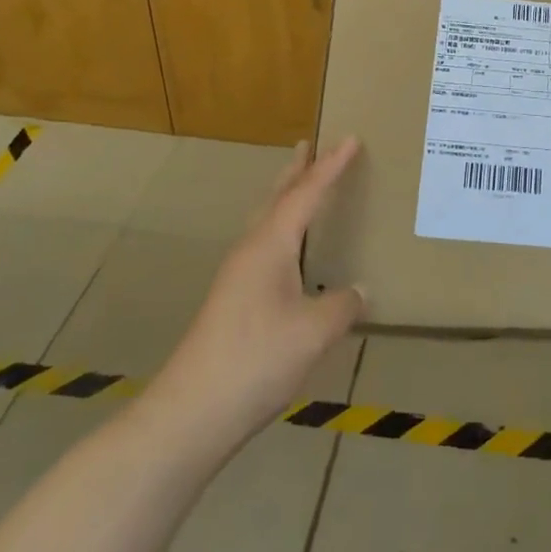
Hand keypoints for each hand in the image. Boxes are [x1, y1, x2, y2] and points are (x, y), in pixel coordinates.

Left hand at [142, 139, 364, 452]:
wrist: (191, 413)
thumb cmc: (256, 359)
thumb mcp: (314, 331)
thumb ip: (343, 304)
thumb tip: (359, 290)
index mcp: (270, 245)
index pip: (306, 193)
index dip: (331, 166)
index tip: (350, 138)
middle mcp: (251, 251)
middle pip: (277, 198)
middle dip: (297, 170)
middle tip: (311, 145)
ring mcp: (237, 277)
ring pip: (267, 222)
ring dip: (287, 198)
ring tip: (303, 185)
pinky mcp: (234, 301)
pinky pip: (265, 246)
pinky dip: (284, 230)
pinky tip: (292, 252)